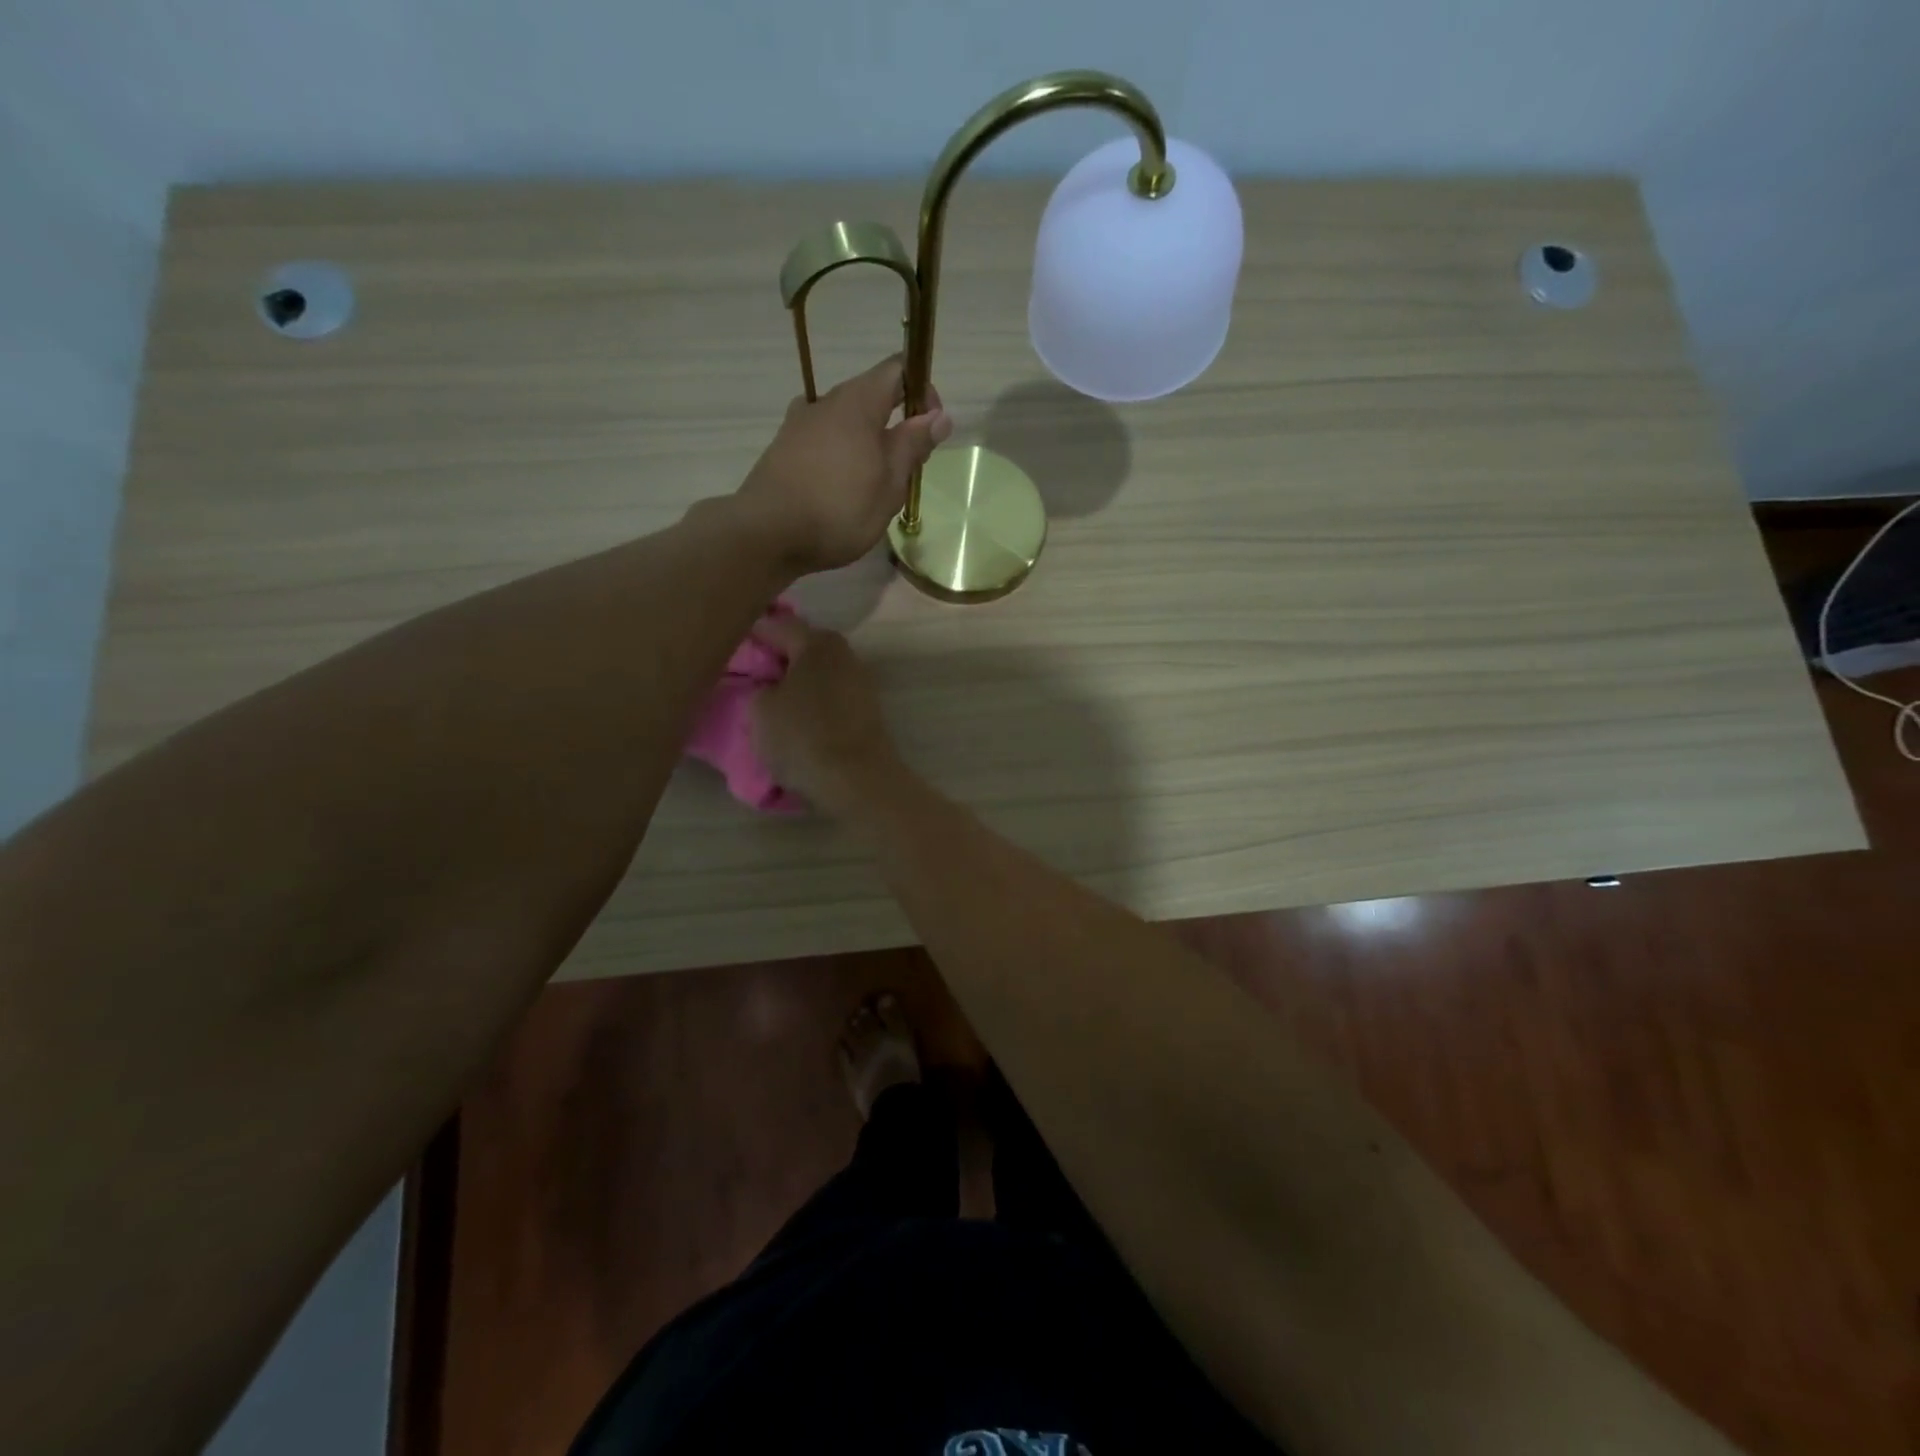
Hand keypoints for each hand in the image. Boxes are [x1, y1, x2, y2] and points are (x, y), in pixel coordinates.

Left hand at [735, 356, 951, 573]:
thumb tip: (938, 415)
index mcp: (858, 402)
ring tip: (874, 483)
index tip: (932, 427)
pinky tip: (841, 487)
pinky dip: (841, 454)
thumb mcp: (889, 483)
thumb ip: (913, 445)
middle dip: (896, 422)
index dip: (923, 390)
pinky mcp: (783, 449)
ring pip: (845, 421)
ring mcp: (799, 424)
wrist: (767, 534)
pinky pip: (823, 440)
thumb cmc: (839, 509)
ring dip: (867, 441)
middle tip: (907, 467)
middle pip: (870, 395)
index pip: (898, 369)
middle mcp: (826, 402)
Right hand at [749, 615, 904, 816]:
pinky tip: (795, 721)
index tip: (730, 643)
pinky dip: (813, 706)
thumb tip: (770, 687)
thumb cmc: (803, 736)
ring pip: (818, 677)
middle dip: (777, 660)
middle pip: (803, 649)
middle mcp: (845, 655)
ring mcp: (861, 685)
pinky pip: (830, 701)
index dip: (751, 634)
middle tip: (749, 675)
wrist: (857, 781)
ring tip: (769, 702)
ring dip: (796, 685)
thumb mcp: (760, 708)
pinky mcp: (868, 714)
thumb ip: (760, 687)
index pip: (777, 626)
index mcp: (818, 642)